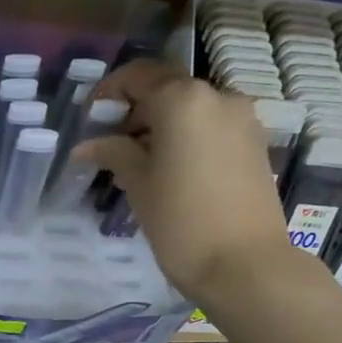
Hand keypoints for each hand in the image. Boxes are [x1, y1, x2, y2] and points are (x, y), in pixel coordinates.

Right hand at [74, 60, 292, 300]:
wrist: (246, 266)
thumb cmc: (181, 222)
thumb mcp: (139, 184)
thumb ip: (113, 153)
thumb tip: (87, 145)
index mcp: (183, 99)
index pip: (137, 76)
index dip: (108, 94)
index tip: (89, 121)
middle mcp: (218, 97)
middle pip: (167, 89)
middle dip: (134, 111)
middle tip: (109, 146)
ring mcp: (242, 120)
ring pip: (190, 110)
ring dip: (160, 126)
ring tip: (137, 163)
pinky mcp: (255, 145)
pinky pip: (211, 128)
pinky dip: (186, 138)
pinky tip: (170, 170)